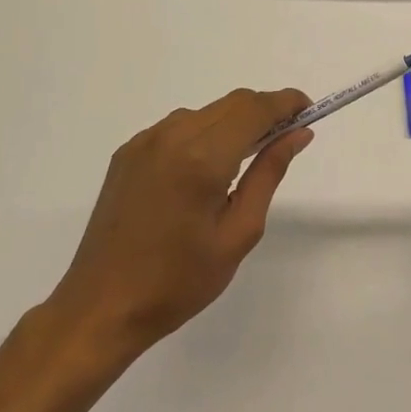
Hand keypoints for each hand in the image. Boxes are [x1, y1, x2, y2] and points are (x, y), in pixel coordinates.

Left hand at [44, 87, 311, 359]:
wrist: (101, 309)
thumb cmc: (179, 281)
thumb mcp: (239, 232)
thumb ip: (269, 173)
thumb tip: (298, 134)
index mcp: (202, 158)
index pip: (255, 109)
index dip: (286, 102)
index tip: (309, 110)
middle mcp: (171, 137)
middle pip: (232, 103)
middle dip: (265, 111)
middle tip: (286, 139)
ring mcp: (145, 142)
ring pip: (206, 112)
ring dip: (234, 123)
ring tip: (246, 161)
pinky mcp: (128, 154)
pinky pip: (179, 127)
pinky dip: (205, 133)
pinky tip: (207, 170)